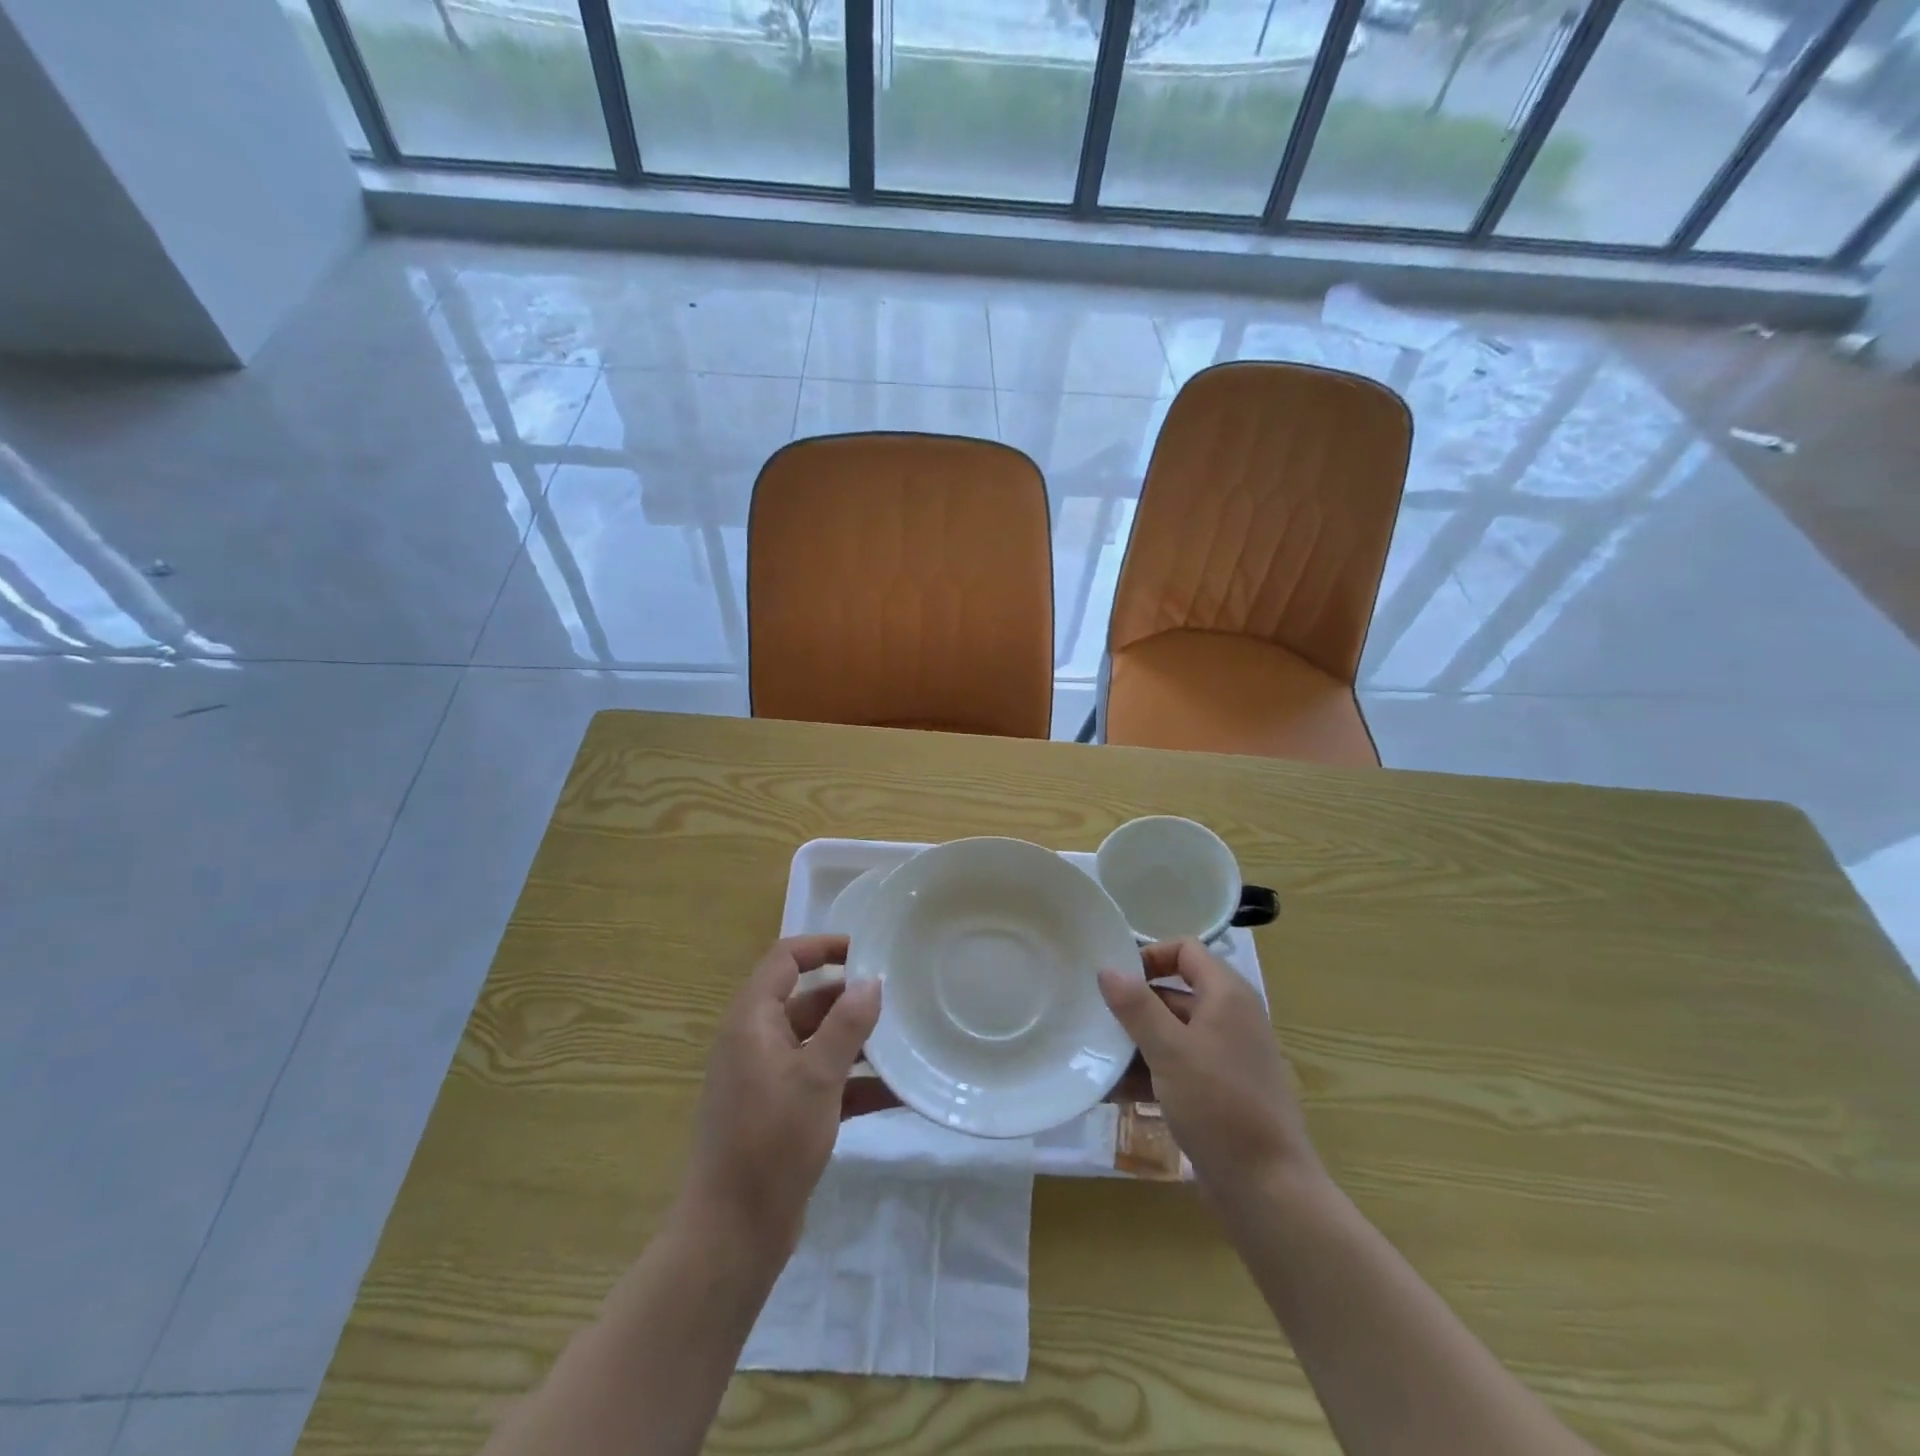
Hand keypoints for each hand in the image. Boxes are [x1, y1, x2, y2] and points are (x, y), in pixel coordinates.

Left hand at [682, 935, 881, 1262]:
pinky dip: (853, 1083)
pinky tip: (897, 1092)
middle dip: (850, 1000)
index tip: (866, 951)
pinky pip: (821, 1082)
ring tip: (905, 1041)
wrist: (732, 1234)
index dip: (822, 947)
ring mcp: (767, 1079)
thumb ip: (846, 1025)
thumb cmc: (770, 1142)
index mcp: (752, 1021)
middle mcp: (755, 1042)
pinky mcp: (781, 1113)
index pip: (784, 959)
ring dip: (857, 1043)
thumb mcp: (817, 1078)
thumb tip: (871, 982)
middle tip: (898, 998)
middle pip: (806, 1001)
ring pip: (817, 1043)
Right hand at [1098, 939, 1319, 1205]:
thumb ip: (1136, 1007)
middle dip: (1134, 1006)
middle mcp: (1230, 1018)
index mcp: (1227, 996)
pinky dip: (1150, 1074)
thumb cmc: (1219, 1105)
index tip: (1115, 980)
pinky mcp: (1220, 1091)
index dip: (1149, 956)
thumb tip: (1108, 969)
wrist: (1269, 1190)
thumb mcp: (1170, 1051)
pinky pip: (1179, 1067)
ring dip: (1136, 1044)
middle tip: (1095, 1019)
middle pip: (1174, 992)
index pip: (1185, 950)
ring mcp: (1226, 1056)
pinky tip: (1114, 1092)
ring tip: (1096, 1059)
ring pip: (1172, 1033)